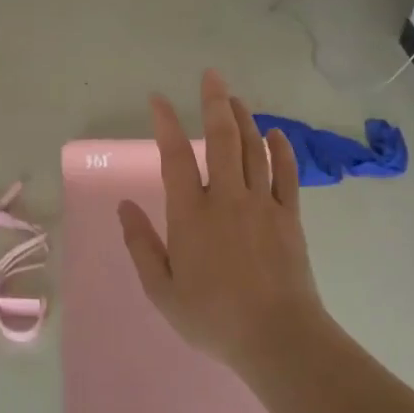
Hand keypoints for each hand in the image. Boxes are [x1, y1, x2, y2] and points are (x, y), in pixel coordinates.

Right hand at [118, 70, 330, 375]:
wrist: (276, 336)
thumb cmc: (212, 317)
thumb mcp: (162, 290)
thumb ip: (141, 245)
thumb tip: (125, 206)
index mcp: (191, 215)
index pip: (175, 157)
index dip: (166, 125)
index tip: (159, 100)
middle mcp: (227, 199)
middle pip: (221, 139)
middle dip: (214, 103)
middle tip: (211, 76)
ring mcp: (262, 204)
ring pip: (253, 149)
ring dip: (244, 119)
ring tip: (235, 98)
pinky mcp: (289, 216)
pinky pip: (286, 173)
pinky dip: (281, 150)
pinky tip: (276, 134)